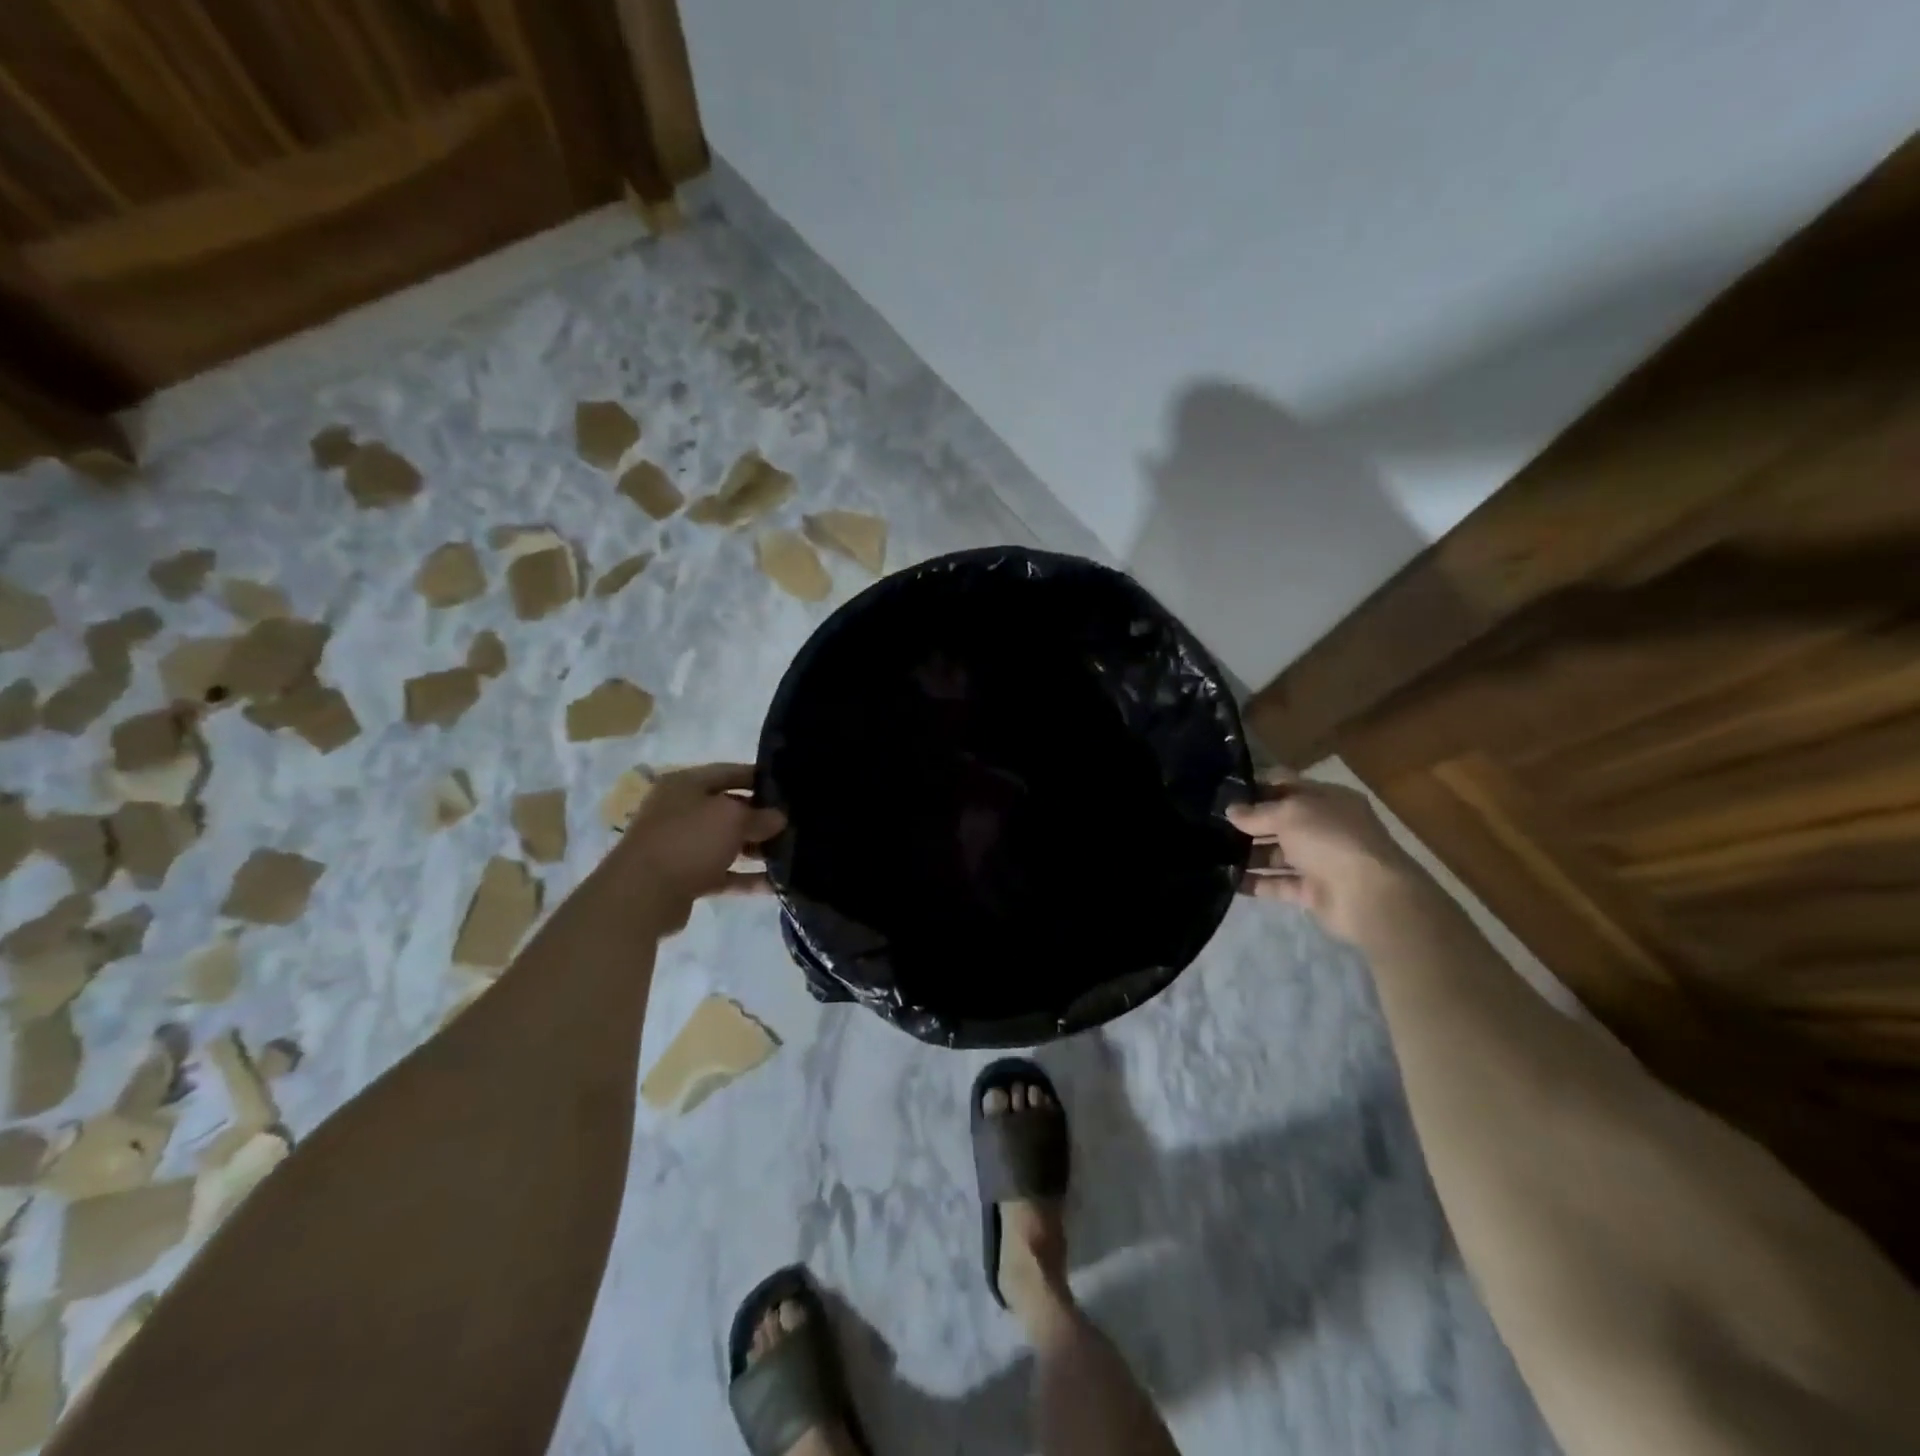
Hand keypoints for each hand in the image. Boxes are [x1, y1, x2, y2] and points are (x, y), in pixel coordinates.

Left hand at [616, 763, 785, 931]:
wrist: (642, 895)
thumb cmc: (688, 840)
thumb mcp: (732, 818)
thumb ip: (759, 815)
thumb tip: (778, 818)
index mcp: (685, 784)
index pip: (729, 772)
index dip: (759, 777)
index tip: (788, 787)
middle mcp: (680, 810)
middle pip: (728, 808)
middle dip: (760, 816)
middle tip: (793, 823)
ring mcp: (681, 845)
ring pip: (726, 842)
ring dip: (755, 849)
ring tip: (790, 853)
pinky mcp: (685, 878)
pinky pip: (722, 873)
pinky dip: (745, 877)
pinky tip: (775, 884)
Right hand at [1226, 772, 1425, 945]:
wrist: (1368, 896)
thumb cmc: (1330, 839)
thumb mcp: (1290, 814)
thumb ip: (1257, 812)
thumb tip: (1231, 811)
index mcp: (1328, 799)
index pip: (1288, 785)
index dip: (1258, 786)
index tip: (1225, 792)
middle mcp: (1325, 827)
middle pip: (1280, 821)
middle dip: (1249, 823)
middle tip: (1211, 825)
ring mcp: (1320, 861)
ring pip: (1277, 854)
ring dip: (1248, 854)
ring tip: (1212, 853)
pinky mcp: (1313, 891)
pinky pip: (1278, 884)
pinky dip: (1255, 883)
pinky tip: (1226, 880)